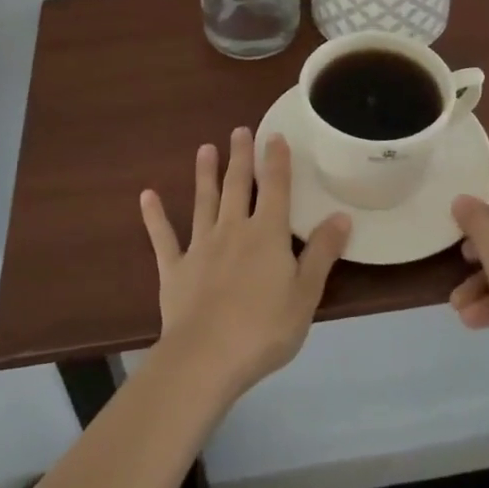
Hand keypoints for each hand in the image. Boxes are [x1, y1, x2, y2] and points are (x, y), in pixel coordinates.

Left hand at [140, 129, 351, 400]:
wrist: (206, 357)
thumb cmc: (264, 328)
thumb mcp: (306, 294)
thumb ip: (322, 253)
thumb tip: (341, 216)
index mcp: (267, 234)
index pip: (275, 188)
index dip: (276, 161)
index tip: (274, 136)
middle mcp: (233, 230)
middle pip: (237, 186)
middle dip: (240, 157)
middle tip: (239, 130)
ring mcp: (200, 247)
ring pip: (203, 202)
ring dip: (204, 175)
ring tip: (205, 149)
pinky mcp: (174, 269)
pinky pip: (163, 237)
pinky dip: (155, 216)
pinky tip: (147, 195)